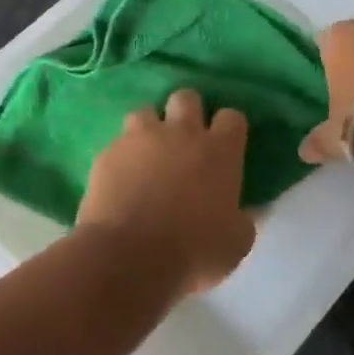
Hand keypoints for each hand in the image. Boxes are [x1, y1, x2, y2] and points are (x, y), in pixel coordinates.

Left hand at [75, 89, 255, 295]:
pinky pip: (117, 143)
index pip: (232, 117)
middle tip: (185, 141)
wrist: (129, 256)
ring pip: (146, 111)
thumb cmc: (193, 250)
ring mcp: (141, 138)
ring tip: (148, 154)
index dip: (229, 129)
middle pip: (187, 98)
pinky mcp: (108, 152)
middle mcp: (181, 133)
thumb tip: (244, 212)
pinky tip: (122, 178)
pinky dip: (122, 156)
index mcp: (219, 151)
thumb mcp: (236, 243)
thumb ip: (242, 219)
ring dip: (150, 128)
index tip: (226, 147)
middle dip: (188, 112)